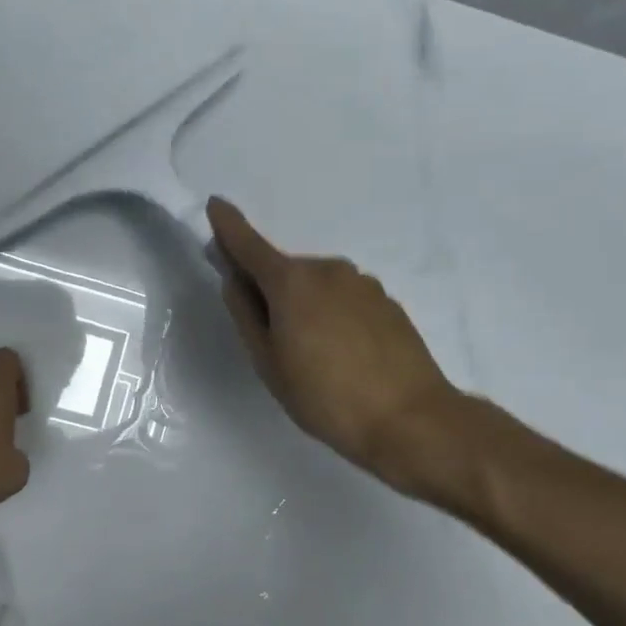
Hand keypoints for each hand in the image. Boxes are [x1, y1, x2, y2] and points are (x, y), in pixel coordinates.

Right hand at [206, 197, 468, 499]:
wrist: (410, 420)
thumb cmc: (324, 396)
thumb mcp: (268, 362)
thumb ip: (246, 314)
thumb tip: (235, 279)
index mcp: (292, 281)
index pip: (249, 244)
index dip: (228, 226)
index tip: (215, 206)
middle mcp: (328, 270)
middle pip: (284, 270)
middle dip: (269, 289)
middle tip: (268, 337)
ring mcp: (362, 284)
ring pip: (316, 286)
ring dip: (304, 304)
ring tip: (311, 355)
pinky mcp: (387, 302)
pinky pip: (344, 299)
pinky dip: (332, 314)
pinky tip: (342, 354)